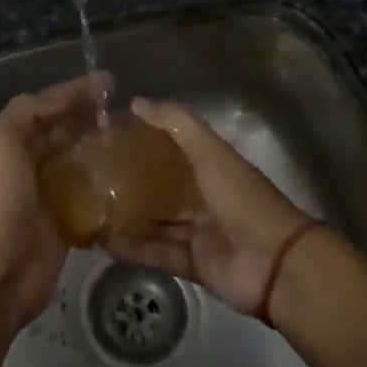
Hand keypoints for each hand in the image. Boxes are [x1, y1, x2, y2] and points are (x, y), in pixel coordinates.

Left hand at [0, 74, 111, 329]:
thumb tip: (68, 96)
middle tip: (132, 112)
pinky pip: (93, 199)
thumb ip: (29, 111)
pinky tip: (135, 179)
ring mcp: (51, 195)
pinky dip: (110, 188)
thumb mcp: (2, 140)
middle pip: (69, 133)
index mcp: (14, 141)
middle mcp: (32, 163)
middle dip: (95, 119)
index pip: (50, 106)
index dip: (77, 92)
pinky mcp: (68, 225)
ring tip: (139, 141)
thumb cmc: (0, 199)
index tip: (113, 83)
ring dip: (106, 151)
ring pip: (83, 164)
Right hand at [106, 97, 314, 316]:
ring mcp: (199, 232)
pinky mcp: (193, 264)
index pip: (172, 149)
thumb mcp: (211, 153)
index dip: (144, 142)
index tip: (108, 137)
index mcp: (211, 167)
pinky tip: (104, 243)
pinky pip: (158, 253)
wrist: (277, 264)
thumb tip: (136, 102)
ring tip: (90, 210)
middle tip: (90, 177)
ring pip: (156, 222)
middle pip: (161, 188)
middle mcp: (204, 197)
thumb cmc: (242, 199)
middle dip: (130, 183)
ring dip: (128, 217)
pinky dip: (134, 249)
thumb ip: (177, 125)